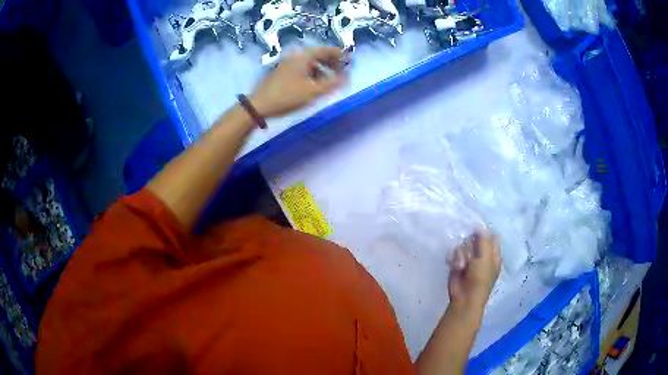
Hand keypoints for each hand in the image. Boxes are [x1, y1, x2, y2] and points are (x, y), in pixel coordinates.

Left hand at [249, 47, 346, 117]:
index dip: (340, 55)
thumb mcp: (314, 91)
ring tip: (330, 81)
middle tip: (342, 72)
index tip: (350, 61)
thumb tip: (347, 77)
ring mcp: (288, 62)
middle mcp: (296, 55)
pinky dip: (312, 72)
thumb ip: (333, 83)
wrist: (259, 105)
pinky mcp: (282, 71)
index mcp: (304, 55)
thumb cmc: (288, 96)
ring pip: (310, 62)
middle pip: (319, 55)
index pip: (327, 50)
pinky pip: (302, 67)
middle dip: (332, 62)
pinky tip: (314, 84)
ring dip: (322, 69)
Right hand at [448, 232, 500, 313]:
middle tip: (470, 251)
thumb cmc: (479, 279)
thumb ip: (483, 241)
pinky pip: (455, 254)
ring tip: (461, 265)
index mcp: (493, 255)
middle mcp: (482, 256)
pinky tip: (454, 266)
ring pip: (464, 246)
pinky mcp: (458, 264)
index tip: (477, 230)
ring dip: (461, 254)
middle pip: (476, 240)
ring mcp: (470, 261)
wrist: (464, 298)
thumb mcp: (485, 258)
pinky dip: (454, 259)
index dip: (486, 233)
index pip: (492, 238)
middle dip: (470, 244)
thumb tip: (479, 226)